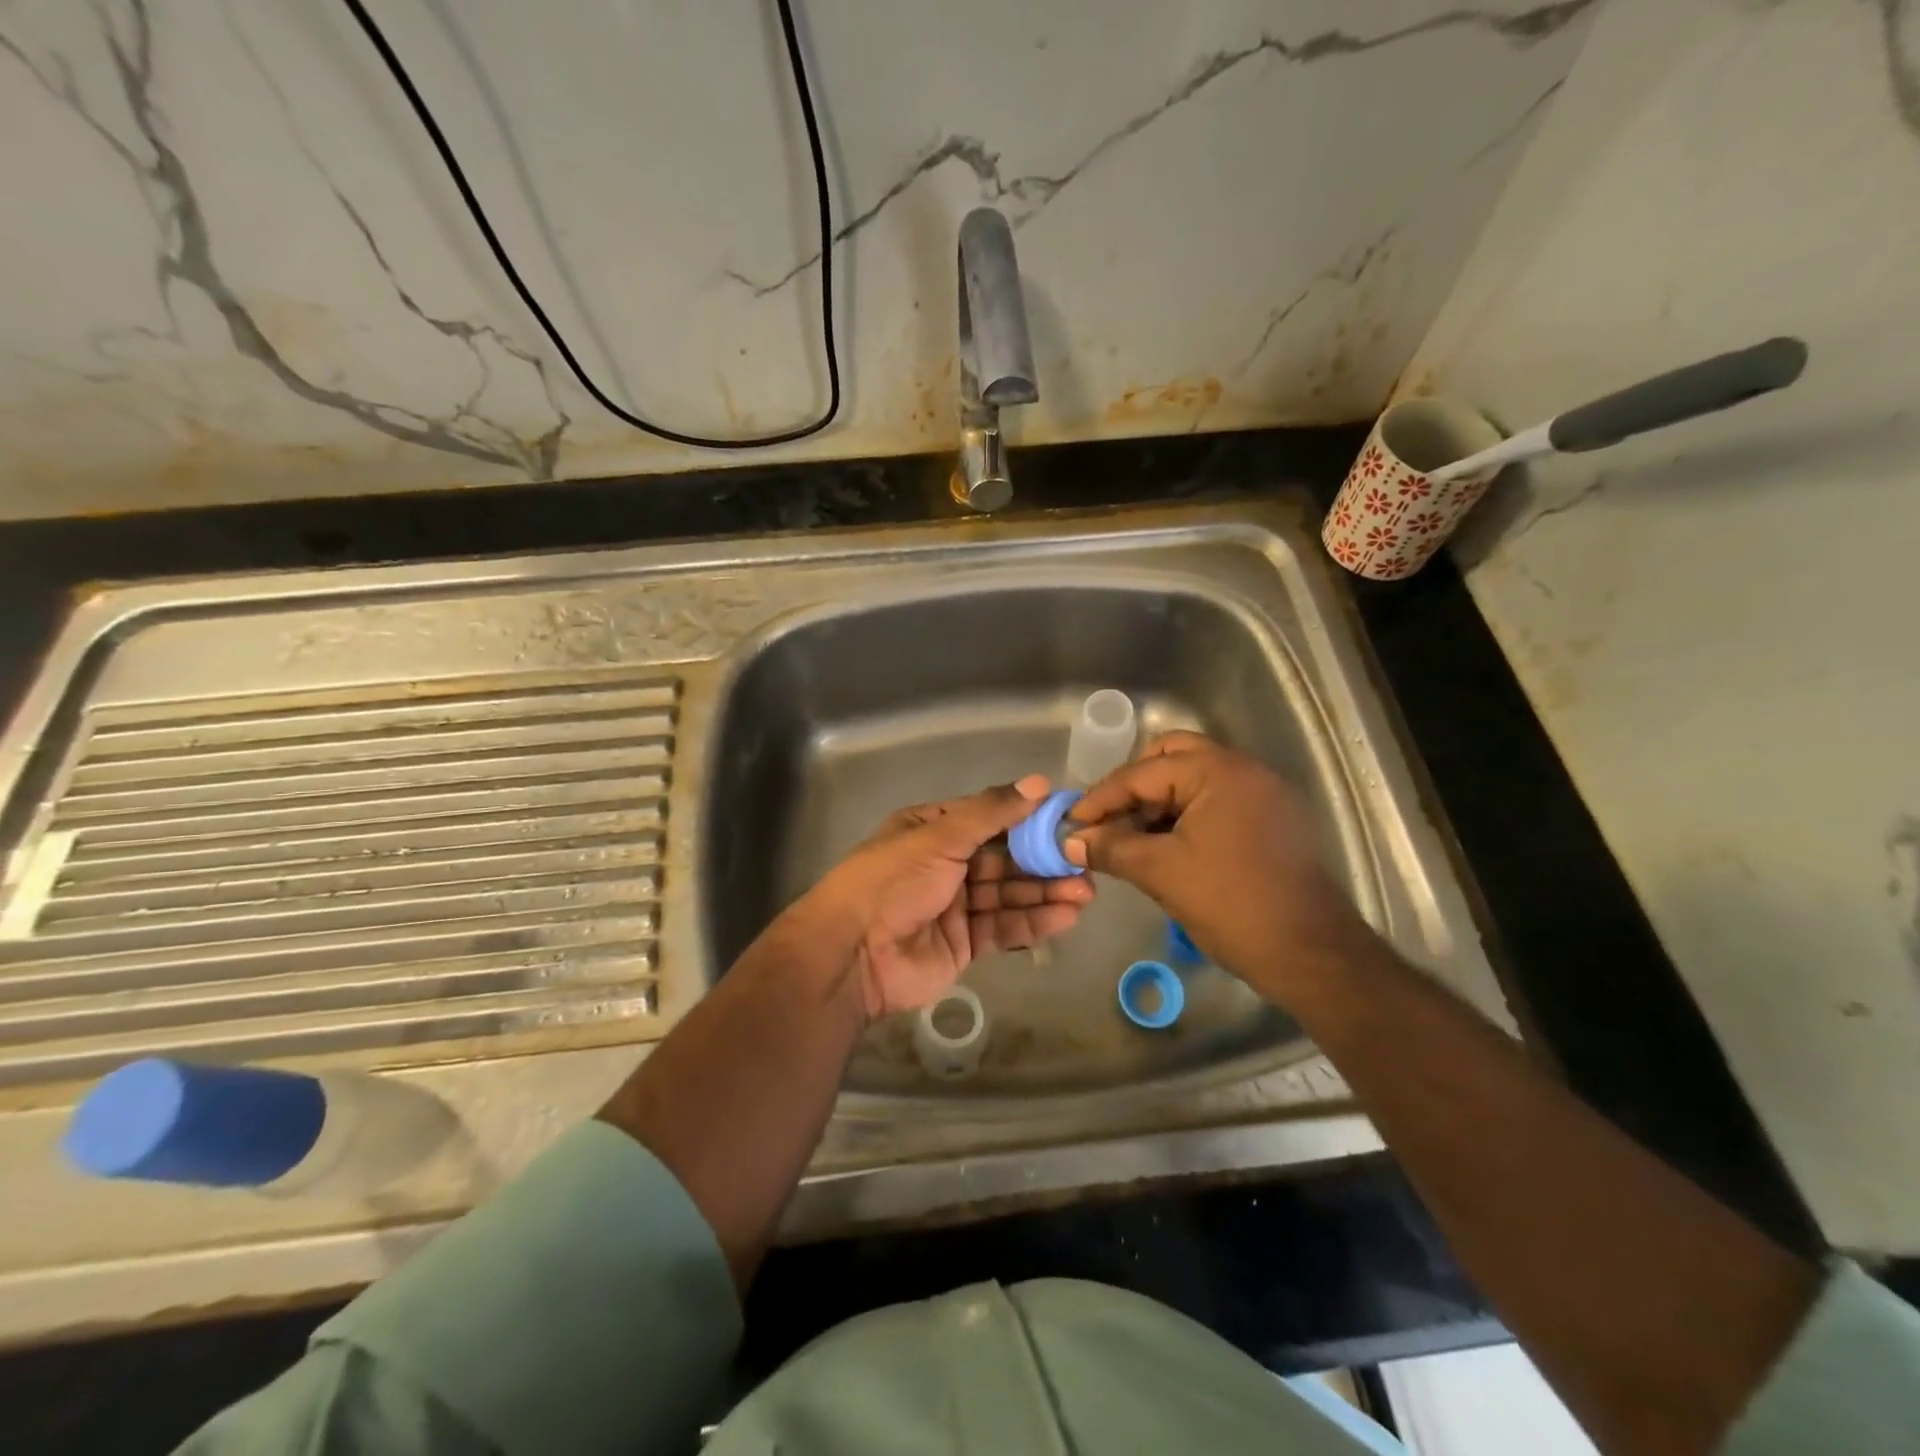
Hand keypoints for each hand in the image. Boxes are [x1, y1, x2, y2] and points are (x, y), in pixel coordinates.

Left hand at [806, 775, 1094, 1018]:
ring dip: (1045, 892)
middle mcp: (945, 864)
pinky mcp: (964, 943)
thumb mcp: (939, 837)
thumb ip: (991, 812)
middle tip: (1085, 861)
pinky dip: (1034, 921)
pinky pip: (1003, 928)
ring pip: (1008, 894)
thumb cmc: (893, 881)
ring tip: (1086, 890)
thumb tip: (1039, 783)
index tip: (1067, 818)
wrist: (853, 954)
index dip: (1027, 817)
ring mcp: (955, 905)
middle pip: (1003, 858)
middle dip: (1042, 860)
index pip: (988, 818)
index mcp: (932, 830)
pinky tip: (1067, 916)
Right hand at [1064, 732, 1365, 995]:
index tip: (1071, 823)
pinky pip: (1213, 802)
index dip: (1101, 798)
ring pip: (1192, 781)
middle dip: (1132, 787)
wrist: (1312, 954)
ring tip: (1127, 838)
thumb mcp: (1161, 873)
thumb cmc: (1233, 905)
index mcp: (1218, 771)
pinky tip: (1161, 847)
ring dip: (1156, 803)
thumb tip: (1071, 841)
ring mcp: (1260, 794)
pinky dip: (1182, 816)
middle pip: (1170, 758)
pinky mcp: (1268, 820)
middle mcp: (1243, 770)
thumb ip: (1112, 848)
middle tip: (1106, 820)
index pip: (1142, 772)